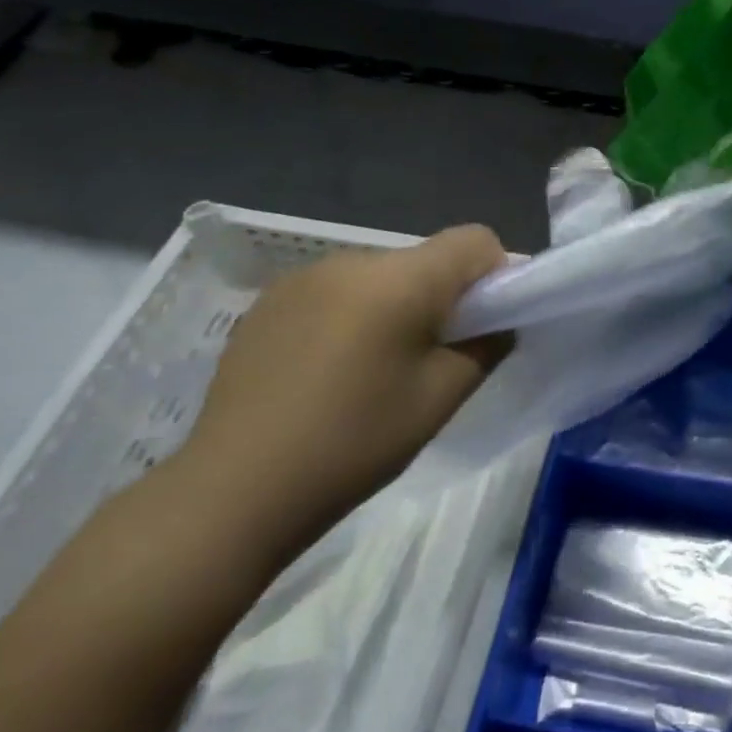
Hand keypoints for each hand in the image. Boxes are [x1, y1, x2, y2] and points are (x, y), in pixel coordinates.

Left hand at [176, 226, 511, 557]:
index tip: (485, 324)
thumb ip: (486, 346)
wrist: (232, 491)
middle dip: (443, 296)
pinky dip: (352, 315)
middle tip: (432, 358)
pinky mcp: (269, 301)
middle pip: (426, 259)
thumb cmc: (353, 444)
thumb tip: (498, 321)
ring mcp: (304, 278)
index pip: (474, 240)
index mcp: (399, 280)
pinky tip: (328, 371)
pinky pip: (337, 291)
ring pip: (381, 275)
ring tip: (374, 369)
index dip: (494, 274)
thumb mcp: (440, 398)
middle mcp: (352, 261)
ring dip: (395, 305)